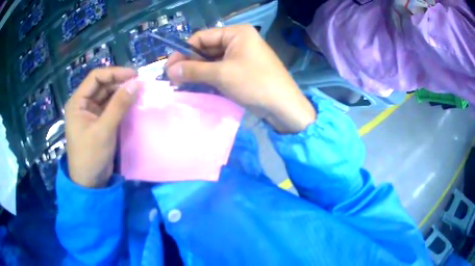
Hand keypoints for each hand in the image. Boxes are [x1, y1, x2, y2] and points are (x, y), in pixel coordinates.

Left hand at [64, 67, 141, 187]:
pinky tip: (132, 103)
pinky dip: (121, 104)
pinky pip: (111, 107)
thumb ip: (119, 105)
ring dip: (122, 93)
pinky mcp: (99, 122)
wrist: (90, 182)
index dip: (114, 73)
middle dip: (119, 83)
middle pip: (102, 85)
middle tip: (139, 84)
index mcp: (77, 102)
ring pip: (108, 95)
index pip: (95, 77)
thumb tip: (137, 83)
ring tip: (139, 92)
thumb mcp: (104, 129)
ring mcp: (91, 113)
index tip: (133, 75)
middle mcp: (83, 104)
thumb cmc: (90, 155)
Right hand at [166, 24, 315, 133]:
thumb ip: (193, 70)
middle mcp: (239, 40)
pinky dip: (208, 77)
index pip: (202, 37)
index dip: (184, 51)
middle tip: (172, 78)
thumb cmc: (255, 84)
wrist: (284, 107)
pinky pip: (220, 70)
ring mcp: (241, 56)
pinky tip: (196, 85)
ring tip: (180, 83)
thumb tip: (169, 70)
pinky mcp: (242, 70)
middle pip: (206, 49)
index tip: (169, 67)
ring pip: (212, 61)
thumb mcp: (221, 74)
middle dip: (189, 63)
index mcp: (237, 33)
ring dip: (197, 71)